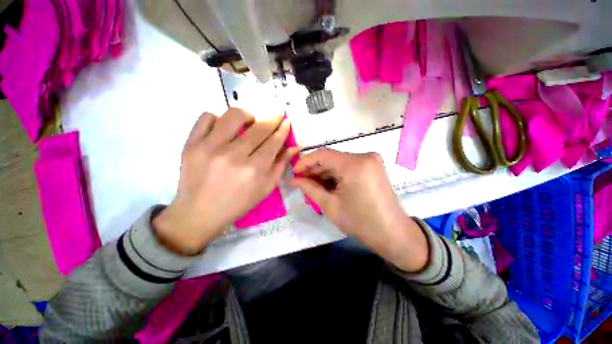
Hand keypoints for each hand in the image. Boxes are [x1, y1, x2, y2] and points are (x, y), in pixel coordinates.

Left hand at [153, 108, 297, 254]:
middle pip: (258, 127)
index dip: (282, 129)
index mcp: (254, 170)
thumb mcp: (266, 188)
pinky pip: (206, 117)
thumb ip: (280, 165)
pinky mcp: (191, 144)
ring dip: (247, 115)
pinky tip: (223, 129)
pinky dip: (218, 119)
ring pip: (233, 115)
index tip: (286, 120)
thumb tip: (293, 147)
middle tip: (276, 115)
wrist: (199, 213)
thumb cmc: (238, 203)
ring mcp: (209, 147)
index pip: (273, 141)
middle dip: (272, 118)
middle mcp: (233, 156)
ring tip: (249, 122)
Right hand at [292, 149, 428, 272]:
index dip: (305, 162)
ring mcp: (371, 160)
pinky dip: (336, 174)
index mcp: (354, 164)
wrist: (393, 234)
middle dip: (314, 169)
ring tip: (312, 184)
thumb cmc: (360, 222)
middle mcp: (364, 156)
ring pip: (339, 162)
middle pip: (331, 158)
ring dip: (325, 172)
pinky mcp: (373, 166)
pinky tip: (327, 184)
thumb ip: (309, 188)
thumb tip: (294, 179)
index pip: (323, 155)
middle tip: (301, 181)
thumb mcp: (330, 205)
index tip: (294, 173)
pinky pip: (348, 166)